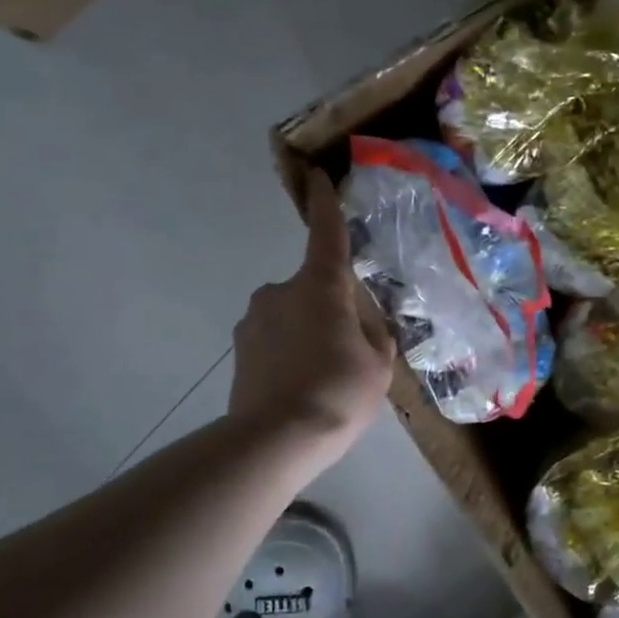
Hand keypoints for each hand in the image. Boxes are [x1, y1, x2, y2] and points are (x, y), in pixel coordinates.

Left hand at [228, 171, 395, 473]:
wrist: (275, 440)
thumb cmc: (338, 392)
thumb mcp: (379, 363)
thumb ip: (374, 332)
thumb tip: (362, 321)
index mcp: (319, 287)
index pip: (326, 235)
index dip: (326, 205)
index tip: (318, 177)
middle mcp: (280, 292)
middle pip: (314, 289)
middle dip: (333, 310)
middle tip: (351, 352)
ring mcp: (253, 321)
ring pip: (293, 317)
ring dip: (310, 335)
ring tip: (325, 380)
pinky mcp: (239, 351)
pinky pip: (275, 341)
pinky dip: (290, 355)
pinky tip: (302, 389)